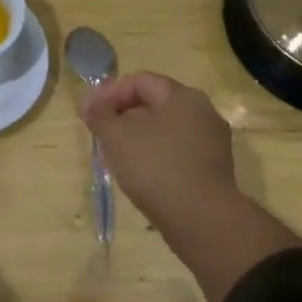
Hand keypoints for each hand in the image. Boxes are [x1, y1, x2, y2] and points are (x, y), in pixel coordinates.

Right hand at [80, 71, 301, 301]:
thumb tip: (91, 103)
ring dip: (137, 136)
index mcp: (182, 96)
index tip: (89, 114)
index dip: (109, 93)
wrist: (202, 219)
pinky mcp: (213, 168)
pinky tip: (140, 174)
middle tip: (100, 134)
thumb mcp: (116, 137)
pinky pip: (177, 150)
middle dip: (122, 115)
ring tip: (116, 156)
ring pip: (166, 129)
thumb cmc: (155, 168)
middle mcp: (203, 112)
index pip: (140, 81)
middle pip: (154, 103)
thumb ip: (100, 114)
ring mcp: (211, 141)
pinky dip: (155, 154)